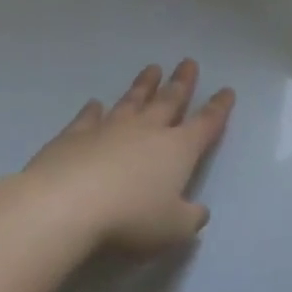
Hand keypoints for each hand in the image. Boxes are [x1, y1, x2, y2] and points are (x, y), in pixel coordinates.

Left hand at [23, 61, 235, 251]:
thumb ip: (190, 218)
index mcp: (179, 149)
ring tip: (152, 69)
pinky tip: (95, 104)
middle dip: (182, 83)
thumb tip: (198, 212)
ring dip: (144, 85)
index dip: (218, 108)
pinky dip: (93, 110)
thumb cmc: (131, 217)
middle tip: (188, 63)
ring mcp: (109, 130)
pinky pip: (88, 118)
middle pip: (169, 101)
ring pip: (132, 101)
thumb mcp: (174, 228)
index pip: (206, 123)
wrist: (65, 206)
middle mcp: (148, 131)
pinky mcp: (73, 137)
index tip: (226, 90)